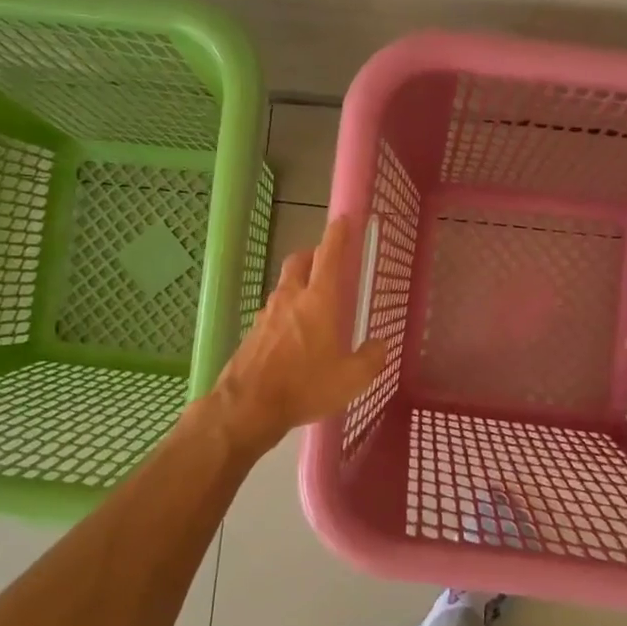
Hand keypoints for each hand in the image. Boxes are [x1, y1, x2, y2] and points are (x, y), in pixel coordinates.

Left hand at [207, 215, 386, 453]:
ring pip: (284, 287)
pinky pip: (273, 312)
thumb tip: (379, 345)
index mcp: (318, 301)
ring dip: (298, 285)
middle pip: (299, 262)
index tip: (343, 219)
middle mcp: (290, 298)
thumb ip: (370, 358)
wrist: (247, 406)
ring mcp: (267, 314)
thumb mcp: (351, 379)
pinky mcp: (252, 333)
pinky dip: (285, 313)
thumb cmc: (305, 386)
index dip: (337, 235)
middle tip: (327, 263)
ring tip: (313, 305)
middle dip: (313, 255)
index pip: (329, 256)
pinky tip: (293, 336)